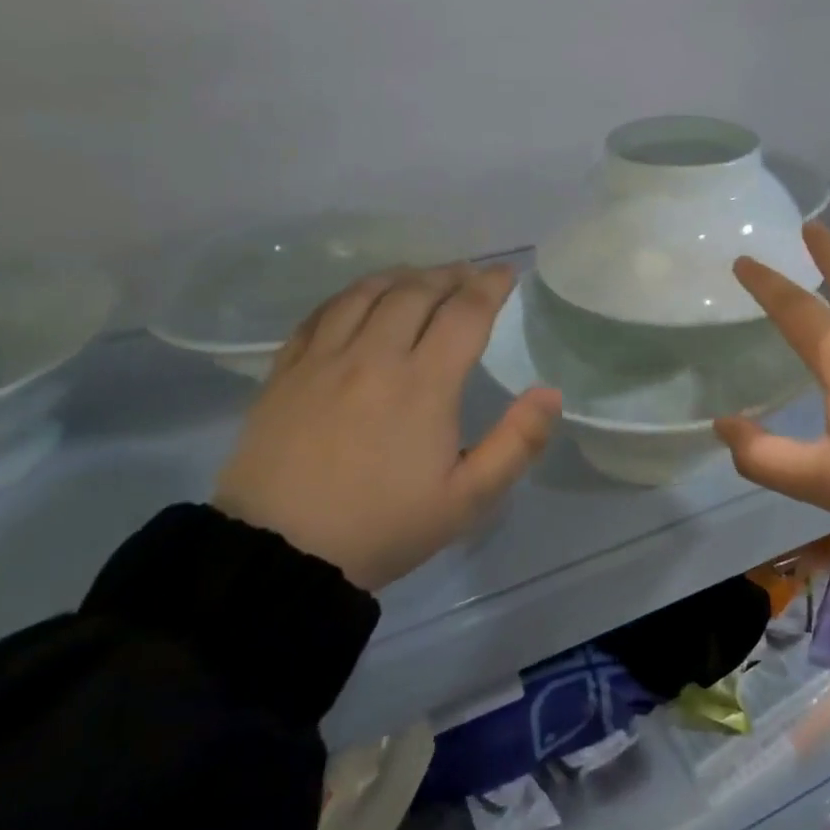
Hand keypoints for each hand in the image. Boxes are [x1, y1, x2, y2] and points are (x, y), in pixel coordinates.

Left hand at [214, 263, 560, 590]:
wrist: (280, 555)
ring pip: (367, 292)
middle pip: (417, 291)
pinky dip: (351, 295)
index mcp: (423, 384)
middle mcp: (374, 356)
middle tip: (469, 275)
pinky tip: (361, 300)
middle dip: (450, 275)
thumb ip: (517, 443)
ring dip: (403, 277)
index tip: (507, 274)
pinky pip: (323, 312)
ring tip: (421, 278)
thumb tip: (550, 393)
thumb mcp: (467, 499)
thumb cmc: (383, 527)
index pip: (465, 313)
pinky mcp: (286, 369)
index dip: (491, 286)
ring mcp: (324, 359)